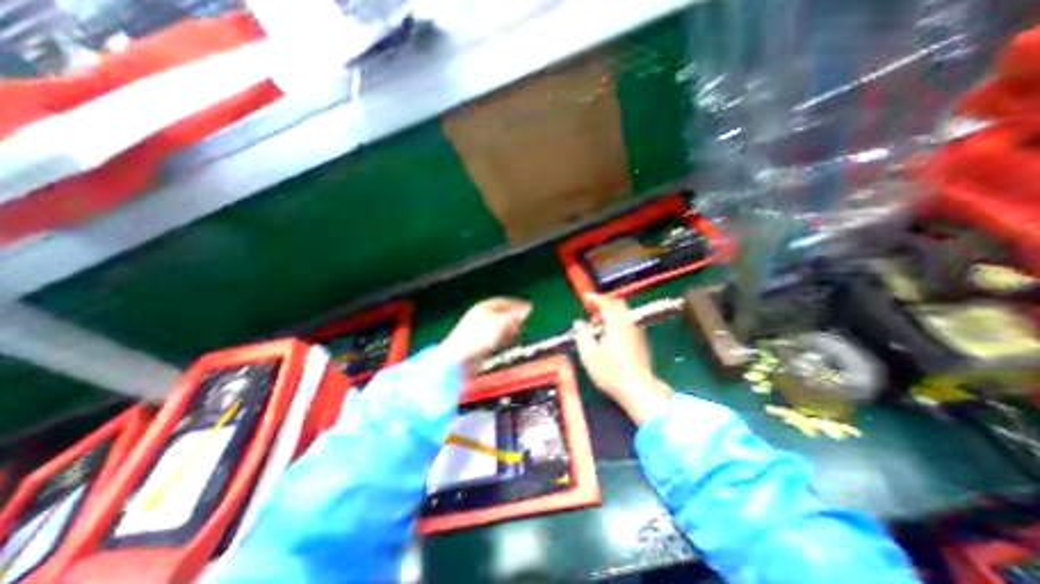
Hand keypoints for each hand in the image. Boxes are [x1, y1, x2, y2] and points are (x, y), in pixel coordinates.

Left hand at [442, 297, 531, 369]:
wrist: (459, 357)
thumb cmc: (480, 335)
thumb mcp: (501, 321)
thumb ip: (515, 314)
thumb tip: (528, 307)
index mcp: (484, 306)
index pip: (504, 301)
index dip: (518, 304)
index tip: (529, 308)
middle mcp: (480, 315)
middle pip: (501, 312)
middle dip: (514, 317)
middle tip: (525, 321)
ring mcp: (477, 329)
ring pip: (497, 325)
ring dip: (509, 328)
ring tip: (518, 333)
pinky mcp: (476, 342)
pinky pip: (492, 337)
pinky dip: (502, 338)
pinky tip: (507, 343)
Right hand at [572, 295, 670, 422]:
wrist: (638, 390)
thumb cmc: (611, 373)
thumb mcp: (589, 355)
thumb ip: (582, 335)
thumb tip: (579, 323)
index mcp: (616, 325)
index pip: (606, 303)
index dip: (595, 298)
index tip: (585, 297)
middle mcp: (629, 325)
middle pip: (618, 304)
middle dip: (603, 303)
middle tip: (591, 310)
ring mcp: (636, 333)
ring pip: (623, 313)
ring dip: (610, 313)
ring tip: (597, 325)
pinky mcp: (640, 341)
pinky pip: (626, 322)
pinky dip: (616, 321)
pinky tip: (608, 335)